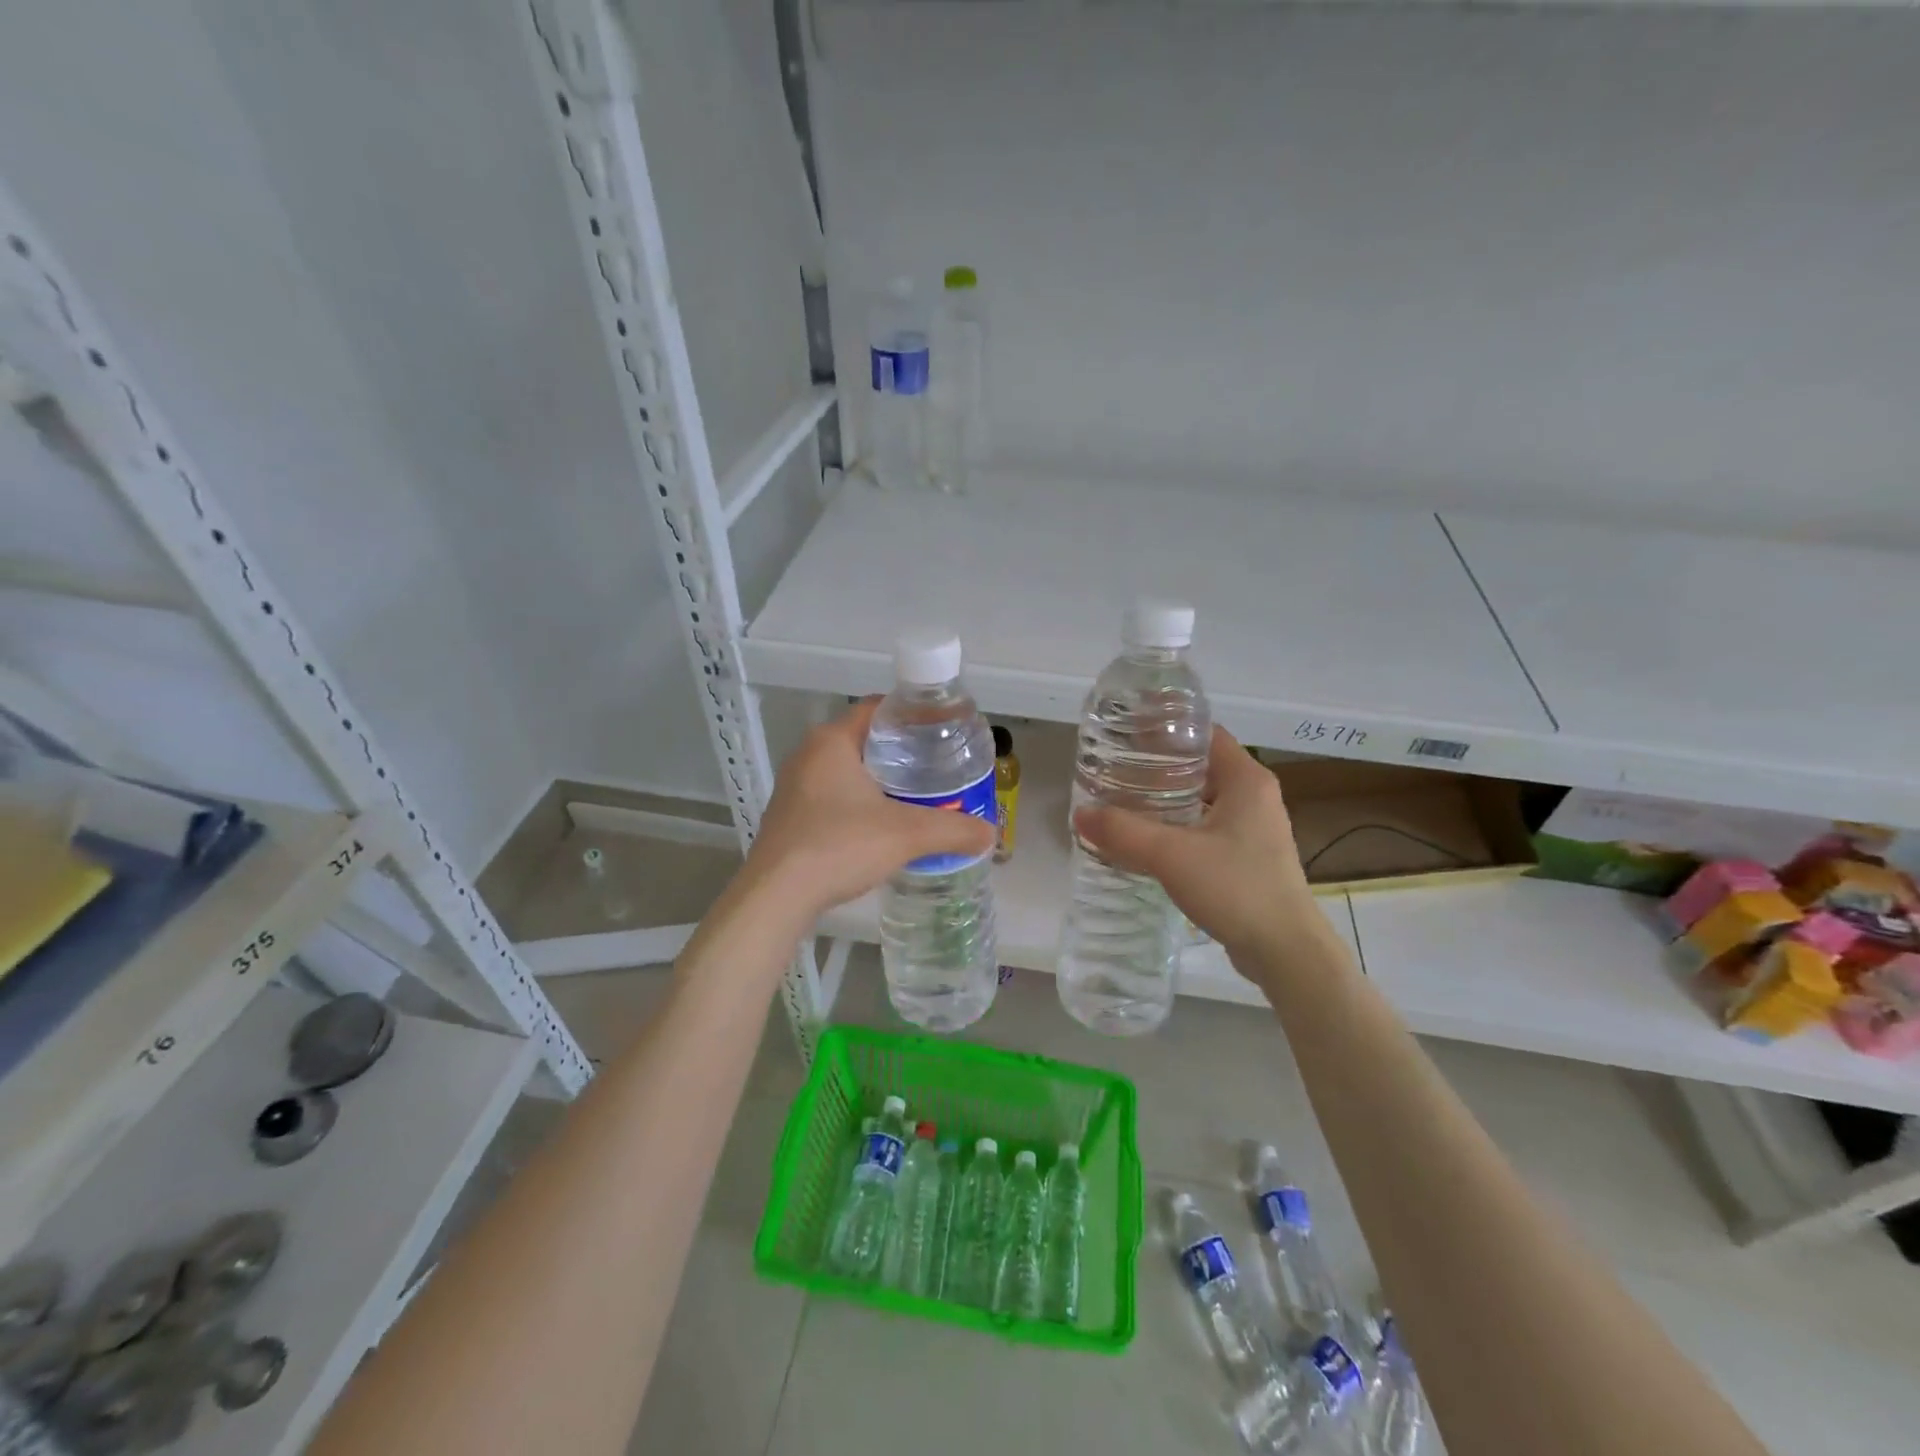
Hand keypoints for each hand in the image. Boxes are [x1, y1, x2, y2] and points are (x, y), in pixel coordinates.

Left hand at [742, 700, 996, 923]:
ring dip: (879, 779)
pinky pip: (832, 796)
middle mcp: (808, 755)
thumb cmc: (839, 846)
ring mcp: (794, 787)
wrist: (776, 896)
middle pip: (864, 739)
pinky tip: (881, 825)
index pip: (878, 709)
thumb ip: (953, 830)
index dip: (912, 715)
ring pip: (847, 770)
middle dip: (901, 751)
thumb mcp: (906, 834)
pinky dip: (859, 802)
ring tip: (917, 795)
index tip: (942, 729)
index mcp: (832, 741)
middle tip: (937, 765)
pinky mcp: (789, 816)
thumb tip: (990, 833)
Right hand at [1073, 725, 1325, 965]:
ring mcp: (1254, 829)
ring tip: (1123, 803)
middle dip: (1157, 767)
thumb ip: (1123, 831)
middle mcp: (1255, 796)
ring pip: (1202, 800)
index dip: (1166, 730)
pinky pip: (1206, 828)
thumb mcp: (1171, 855)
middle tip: (1115, 770)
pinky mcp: (1249, 857)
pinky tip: (1148, 841)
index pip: (1203, 734)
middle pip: (1200, 766)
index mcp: (1247, 779)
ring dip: (1166, 800)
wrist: (1286, 952)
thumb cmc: (1236, 888)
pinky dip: (1178, 827)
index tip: (1126, 735)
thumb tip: (1079, 813)